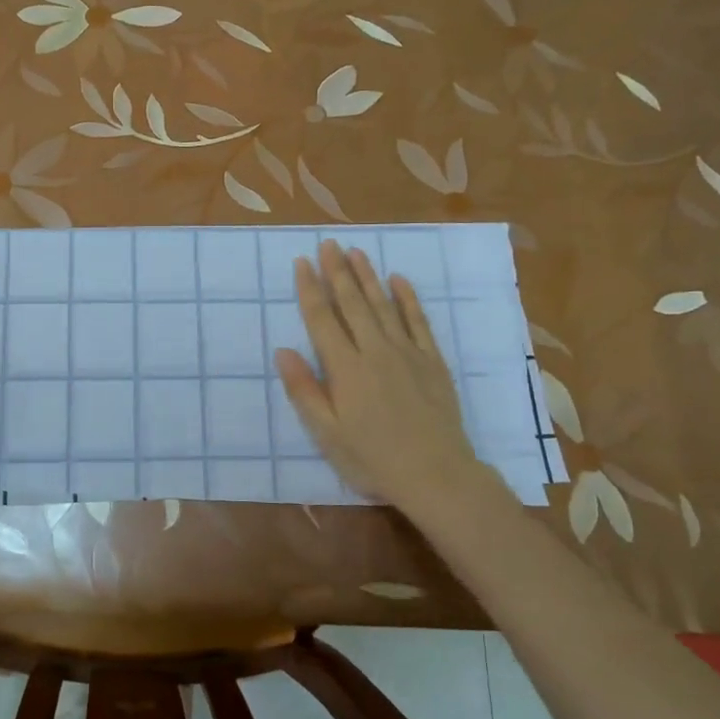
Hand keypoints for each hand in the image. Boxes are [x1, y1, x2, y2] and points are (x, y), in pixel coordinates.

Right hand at [274, 240, 485, 512]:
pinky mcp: (432, 361)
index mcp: (345, 369)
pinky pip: (418, 322)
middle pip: (352, 304)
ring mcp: (407, 353)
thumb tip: (283, 351)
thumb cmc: (373, 459)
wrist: (437, 474)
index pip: (322, 319)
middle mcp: (375, 351)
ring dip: (368, 277)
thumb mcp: (327, 433)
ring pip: (383, 306)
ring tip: (356, 251)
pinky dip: (408, 299)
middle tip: (328, 243)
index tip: (302, 262)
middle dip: (338, 271)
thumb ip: (305, 390)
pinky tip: (399, 280)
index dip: (310, 289)